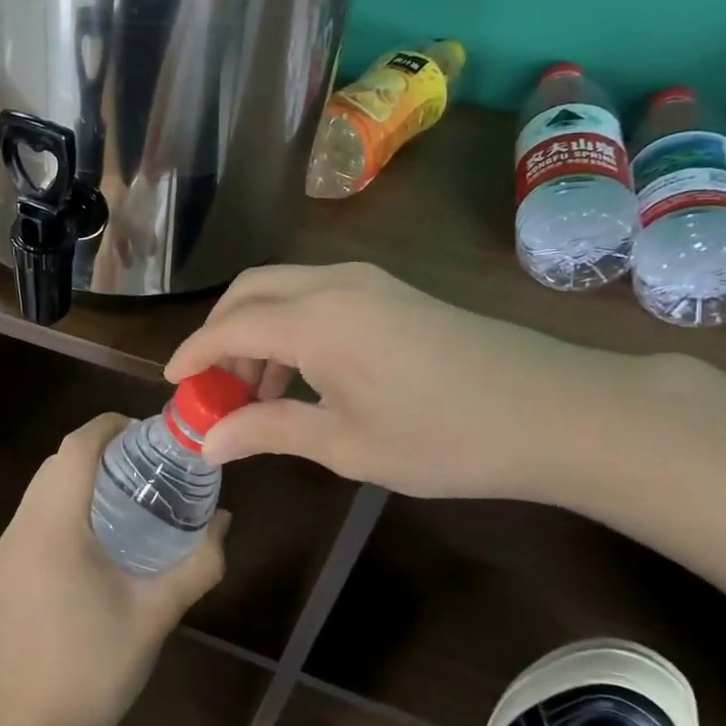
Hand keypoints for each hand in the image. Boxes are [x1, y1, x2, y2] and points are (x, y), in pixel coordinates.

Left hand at [0, 414, 227, 725]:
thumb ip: (198, 564)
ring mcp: (8, 547)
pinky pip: (33, 512)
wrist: (34, 724)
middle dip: (98, 448)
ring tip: (124, 488)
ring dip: (78, 473)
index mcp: (55, 528)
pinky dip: (62, 500)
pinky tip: (95, 529)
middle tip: (145, 461)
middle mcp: (23, 527)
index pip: (76, 449)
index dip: (109, 427)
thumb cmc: (97, 666)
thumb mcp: (157, 613)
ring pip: (41, 485)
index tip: (146, 431)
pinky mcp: (5, 567)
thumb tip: (224, 521)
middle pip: (57, 462)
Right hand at [164, 262, 633, 502]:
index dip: (194, 353)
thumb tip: (207, 442)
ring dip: (256, 329)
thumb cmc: (441, 436)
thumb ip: (267, 431)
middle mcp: (332, 283)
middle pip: (249, 291)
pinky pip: (317, 295)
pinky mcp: (391, 291)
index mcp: (314, 319)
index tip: (171, 383)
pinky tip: (301, 374)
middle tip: (211, 384)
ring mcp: (366, 281)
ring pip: (283, 289)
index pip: (229, 326)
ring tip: (254, 390)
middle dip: (219, 332)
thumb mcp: (344, 444)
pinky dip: (290, 325)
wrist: (554, 410)